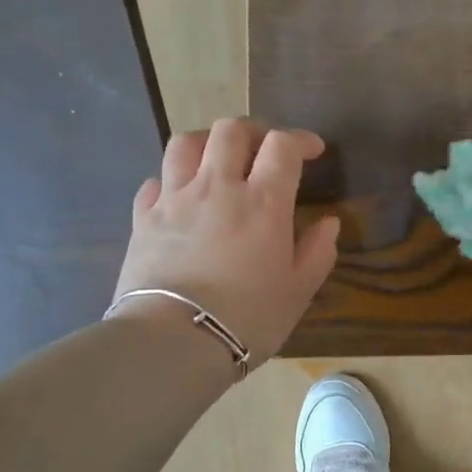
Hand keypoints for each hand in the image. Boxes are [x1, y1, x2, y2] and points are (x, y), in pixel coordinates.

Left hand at [109, 119, 338, 364]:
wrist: (174, 340)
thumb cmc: (248, 317)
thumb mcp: (298, 290)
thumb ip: (318, 252)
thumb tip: (328, 223)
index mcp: (264, 201)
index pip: (282, 146)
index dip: (300, 140)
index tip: (313, 150)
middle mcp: (217, 187)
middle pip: (231, 131)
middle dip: (254, 130)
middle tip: (266, 148)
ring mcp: (174, 199)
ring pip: (185, 143)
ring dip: (208, 141)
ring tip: (219, 158)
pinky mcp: (143, 218)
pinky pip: (155, 181)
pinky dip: (172, 178)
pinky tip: (181, 195)